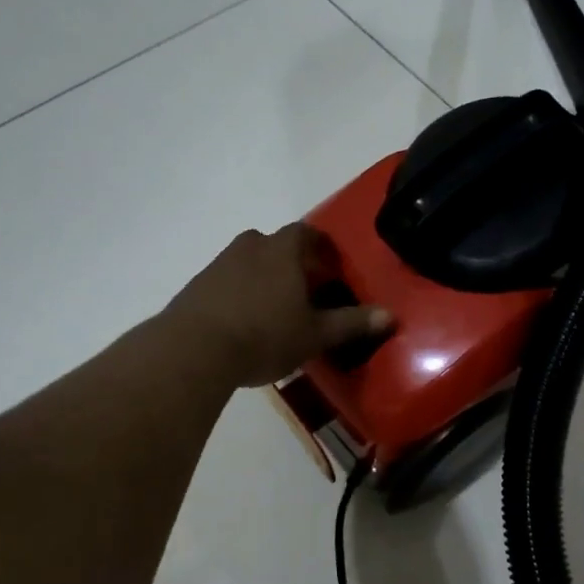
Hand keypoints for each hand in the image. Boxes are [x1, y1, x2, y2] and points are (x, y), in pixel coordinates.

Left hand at [166, 224, 391, 388]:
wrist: (193, 350)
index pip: (307, 233)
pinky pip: (227, 282)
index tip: (331, 268)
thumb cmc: (264, 335)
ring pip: (250, 262)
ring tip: (275, 309)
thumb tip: (390, 315)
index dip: (322, 247)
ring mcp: (219, 264)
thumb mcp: (315, 334)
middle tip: (306, 290)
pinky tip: (245, 323)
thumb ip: (352, 323)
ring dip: (264, 278)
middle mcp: (250, 246)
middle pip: (276, 245)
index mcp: (282, 250)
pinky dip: (240, 294)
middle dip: (293, 263)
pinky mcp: (197, 286)